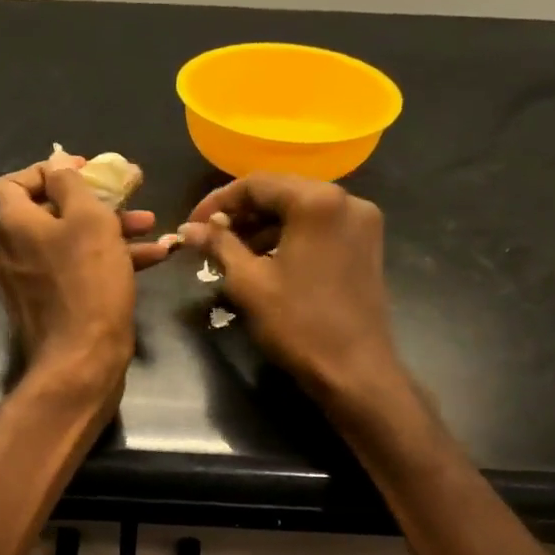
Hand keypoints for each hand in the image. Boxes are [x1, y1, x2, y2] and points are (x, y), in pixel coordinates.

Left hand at [0, 155, 170, 402]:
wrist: (82, 362)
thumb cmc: (87, 283)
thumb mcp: (89, 220)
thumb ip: (72, 185)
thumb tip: (57, 165)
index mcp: (11, 226)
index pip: (12, 183)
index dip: (46, 171)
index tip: (83, 170)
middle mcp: (9, 253)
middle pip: (47, 214)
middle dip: (93, 202)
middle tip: (128, 195)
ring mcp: (25, 285)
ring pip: (67, 245)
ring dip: (108, 232)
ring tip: (151, 226)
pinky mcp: (47, 309)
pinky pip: (73, 273)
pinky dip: (104, 262)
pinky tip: (150, 259)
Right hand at [180, 173, 403, 404]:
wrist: (354, 371)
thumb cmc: (298, 324)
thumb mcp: (249, 282)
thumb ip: (219, 246)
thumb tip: (189, 228)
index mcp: (317, 201)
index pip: (256, 183)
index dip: (217, 202)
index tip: (192, 225)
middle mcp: (346, 200)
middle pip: (281, 191)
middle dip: (241, 213)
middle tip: (209, 238)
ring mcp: (361, 223)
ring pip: (300, 210)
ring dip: (264, 226)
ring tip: (231, 252)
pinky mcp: (366, 245)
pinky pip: (319, 227)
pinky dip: (289, 236)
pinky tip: (265, 260)